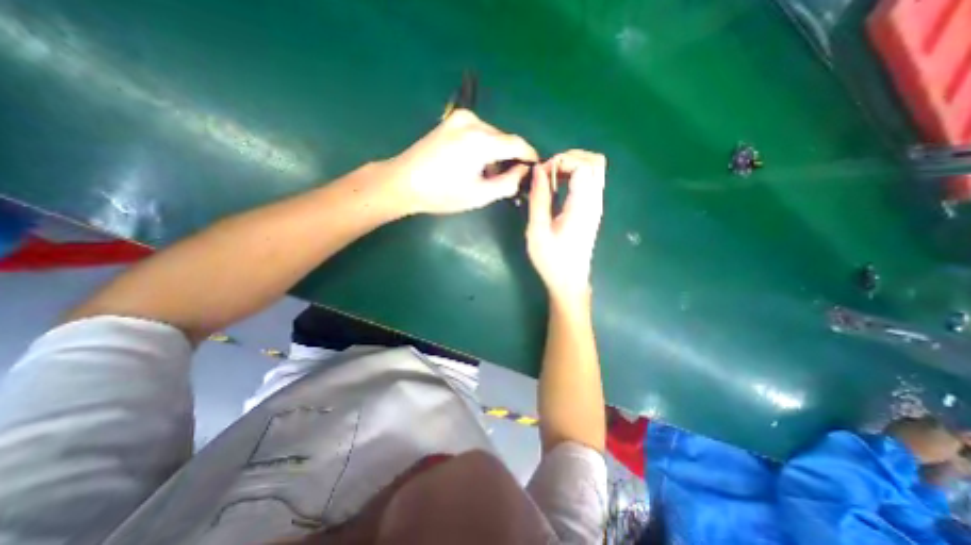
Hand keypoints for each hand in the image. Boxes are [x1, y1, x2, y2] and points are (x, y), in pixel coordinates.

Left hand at [379, 109, 538, 215]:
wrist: (403, 182)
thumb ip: (508, 183)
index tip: (536, 168)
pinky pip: (478, 132)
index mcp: (481, 141)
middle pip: (504, 139)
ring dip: (495, 154)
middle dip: (510, 158)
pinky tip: (474, 164)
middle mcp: (473, 122)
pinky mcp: (451, 121)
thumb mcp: (479, 195)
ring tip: (487, 175)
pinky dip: (483, 147)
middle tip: (508, 180)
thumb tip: (524, 172)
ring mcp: (460, 118)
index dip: (529, 156)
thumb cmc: (442, 193)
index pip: (517, 144)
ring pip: (491, 136)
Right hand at [528, 150, 603, 302]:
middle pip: (595, 161)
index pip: (582, 165)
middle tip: (547, 172)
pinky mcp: (592, 210)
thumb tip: (538, 170)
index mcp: (582, 205)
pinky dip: (574, 176)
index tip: (541, 176)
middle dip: (569, 158)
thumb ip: (539, 198)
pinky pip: (590, 181)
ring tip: (550, 178)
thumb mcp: (538, 230)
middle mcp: (594, 201)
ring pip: (595, 169)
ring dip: (572, 166)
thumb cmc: (551, 260)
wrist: (569, 281)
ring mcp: (596, 205)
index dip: (560, 162)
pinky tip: (557, 187)